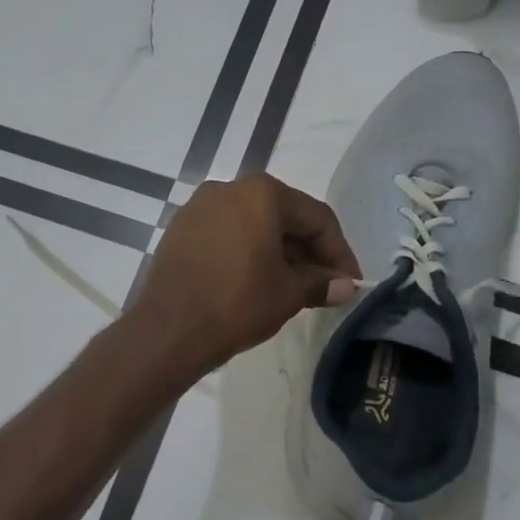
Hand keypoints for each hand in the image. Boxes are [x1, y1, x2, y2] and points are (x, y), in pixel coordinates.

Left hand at [134, 174, 360, 378]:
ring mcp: (198, 207)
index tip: (351, 281)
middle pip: (283, 216)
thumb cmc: (237, 303)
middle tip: (325, 285)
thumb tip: (345, 286)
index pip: (316, 217)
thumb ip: (321, 282)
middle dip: (308, 251)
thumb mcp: (288, 293)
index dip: (339, 251)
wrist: (169, 330)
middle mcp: (228, 189)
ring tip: (293, 287)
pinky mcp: (179, 230)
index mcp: (261, 193)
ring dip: (278, 253)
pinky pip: (226, 235)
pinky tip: (255, 281)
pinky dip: (247, 253)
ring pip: (253, 225)